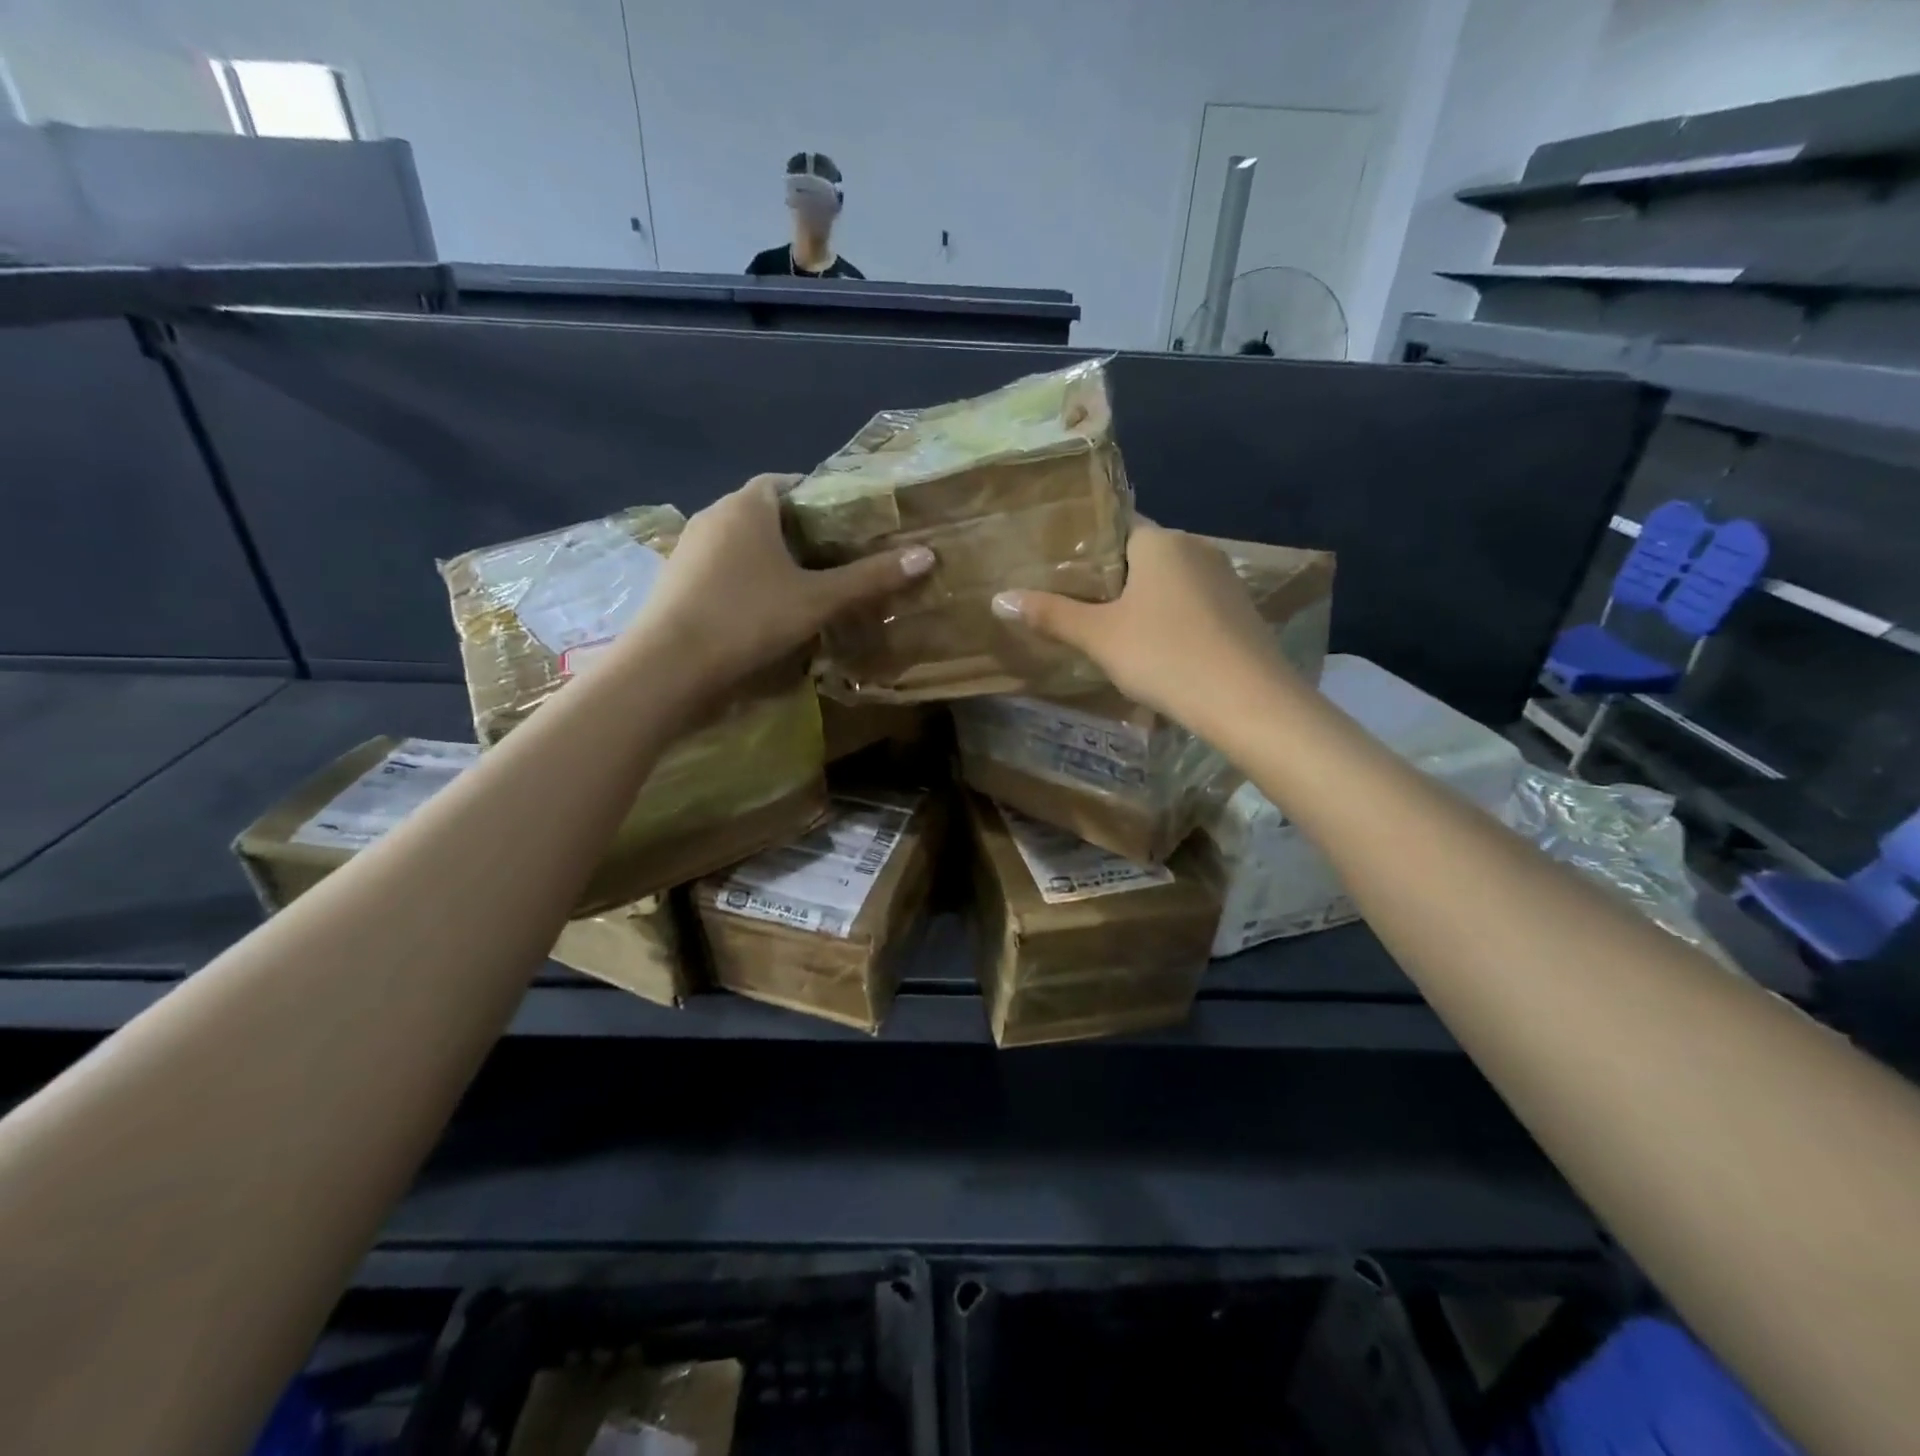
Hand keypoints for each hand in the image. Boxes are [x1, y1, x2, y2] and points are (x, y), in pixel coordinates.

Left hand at [634, 475, 933, 692]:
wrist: (669, 665)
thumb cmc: (748, 617)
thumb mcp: (818, 599)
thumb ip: (869, 578)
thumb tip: (927, 555)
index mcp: (748, 505)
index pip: (788, 482)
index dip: (820, 497)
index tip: (847, 524)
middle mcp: (714, 515)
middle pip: (765, 512)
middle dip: (800, 532)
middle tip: (836, 559)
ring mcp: (690, 548)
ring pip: (742, 543)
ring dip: (771, 558)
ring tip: (806, 586)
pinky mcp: (677, 580)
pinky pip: (722, 568)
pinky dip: (746, 579)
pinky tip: (764, 609)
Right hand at [991, 523, 1289, 726]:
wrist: (1248, 701)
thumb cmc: (1164, 656)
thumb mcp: (1099, 638)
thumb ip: (1050, 615)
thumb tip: (998, 598)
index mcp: (1159, 541)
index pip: (1114, 526)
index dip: (1085, 548)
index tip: (1059, 572)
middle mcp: (1196, 547)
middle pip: (1141, 555)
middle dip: (1111, 578)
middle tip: (1076, 607)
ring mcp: (1224, 578)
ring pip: (1169, 581)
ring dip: (1143, 601)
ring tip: (1111, 631)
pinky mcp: (1241, 611)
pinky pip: (1193, 604)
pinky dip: (1171, 618)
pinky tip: (1158, 650)